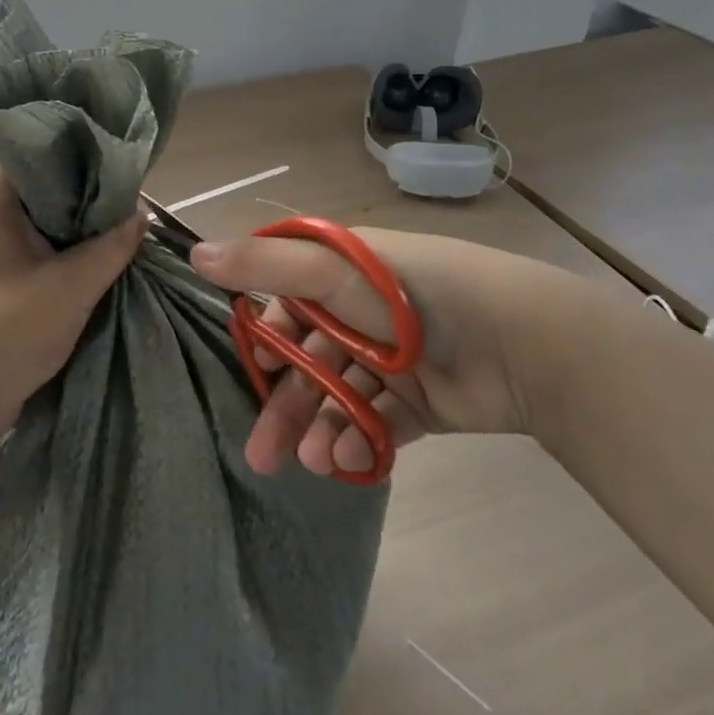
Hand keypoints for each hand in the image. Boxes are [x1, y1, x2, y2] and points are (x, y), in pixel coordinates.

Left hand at [0, 141, 145, 439]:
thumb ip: (113, 246)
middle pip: (17, 164)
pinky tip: (81, 232)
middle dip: (64, 159)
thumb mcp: (73, 287)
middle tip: (110, 156)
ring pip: (18, 198)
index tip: (92, 121)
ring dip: (57, 196)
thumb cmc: (7, 334)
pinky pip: (15, 227)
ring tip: (104, 189)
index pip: (8, 133)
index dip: (49, 119)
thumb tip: (142, 215)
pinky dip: (47, 223)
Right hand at [190, 228, 537, 476]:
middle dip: (284, 404)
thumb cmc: (412, 296)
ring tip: (311, 462)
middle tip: (260, 453)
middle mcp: (362, 312)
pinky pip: (377, 423)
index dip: (263, 336)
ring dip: (320, 428)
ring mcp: (392, 359)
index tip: (248, 368)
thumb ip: (263, 265)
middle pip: (308, 359)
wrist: (518, 343)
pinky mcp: (420, 401)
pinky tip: (350, 458)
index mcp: (341, 273)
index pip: (285, 302)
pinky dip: (360, 441)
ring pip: (339, 397)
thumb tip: (195, 252)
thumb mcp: (330, 272)